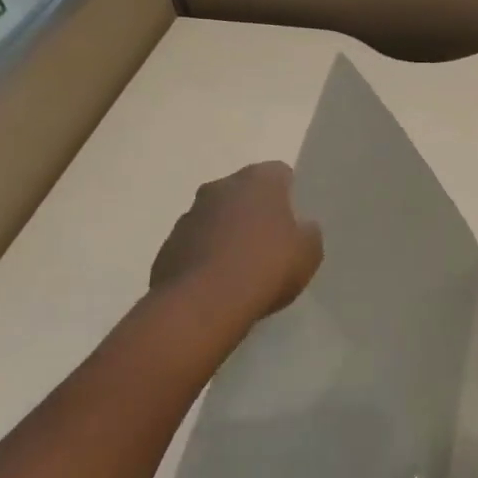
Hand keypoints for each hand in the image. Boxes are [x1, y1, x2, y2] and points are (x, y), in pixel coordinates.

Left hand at [149, 162, 322, 322]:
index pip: (279, 173)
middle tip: (272, 243)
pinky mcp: (168, 246)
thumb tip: (301, 228)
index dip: (290, 195)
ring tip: (244, 269)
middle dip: (256, 212)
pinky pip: (195, 245)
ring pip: (217, 218)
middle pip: (244, 193)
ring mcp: (189, 215)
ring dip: (228, 234)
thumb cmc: (266, 267)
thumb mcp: (309, 252)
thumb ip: (308, 233)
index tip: (296, 220)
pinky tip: (219, 285)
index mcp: (258, 180)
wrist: (204, 303)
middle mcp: (220, 187)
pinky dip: (207, 258)